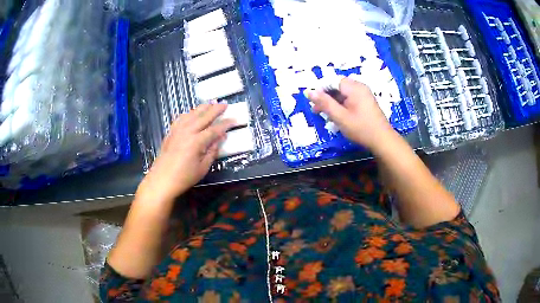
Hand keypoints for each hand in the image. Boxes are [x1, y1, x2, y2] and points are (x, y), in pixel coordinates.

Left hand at [137, 104, 234, 201]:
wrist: (161, 180)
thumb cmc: (184, 177)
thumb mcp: (203, 168)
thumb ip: (213, 151)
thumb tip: (221, 138)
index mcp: (197, 142)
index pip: (215, 129)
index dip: (225, 124)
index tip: (234, 119)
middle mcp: (187, 131)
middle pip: (204, 116)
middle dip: (215, 109)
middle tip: (225, 104)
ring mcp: (177, 130)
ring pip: (192, 114)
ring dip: (202, 108)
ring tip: (211, 103)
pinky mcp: (171, 132)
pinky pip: (181, 118)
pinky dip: (189, 113)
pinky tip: (191, 113)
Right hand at [308, 77, 395, 149]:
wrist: (383, 140)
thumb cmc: (361, 128)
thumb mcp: (340, 117)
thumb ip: (324, 103)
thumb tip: (309, 92)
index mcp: (354, 87)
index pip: (332, 81)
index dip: (321, 89)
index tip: (313, 102)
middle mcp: (359, 87)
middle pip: (338, 86)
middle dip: (326, 97)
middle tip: (316, 111)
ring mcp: (364, 94)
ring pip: (343, 93)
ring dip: (333, 102)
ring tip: (326, 115)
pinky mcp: (366, 102)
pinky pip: (350, 99)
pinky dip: (341, 105)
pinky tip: (338, 116)